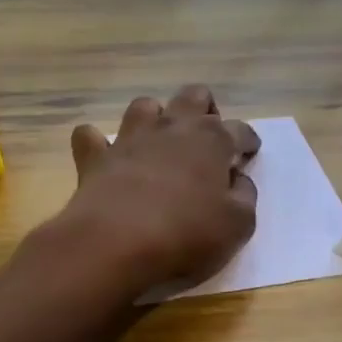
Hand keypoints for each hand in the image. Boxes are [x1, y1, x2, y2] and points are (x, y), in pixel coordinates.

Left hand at [38, 85, 258, 304]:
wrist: (115, 244)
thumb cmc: (186, 235)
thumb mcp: (237, 225)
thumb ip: (245, 197)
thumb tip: (238, 180)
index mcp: (212, 141)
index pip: (239, 129)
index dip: (248, 140)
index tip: (250, 153)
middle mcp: (172, 128)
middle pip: (193, 97)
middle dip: (205, 110)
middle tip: (208, 139)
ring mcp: (130, 139)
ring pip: (145, 106)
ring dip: (156, 118)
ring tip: (161, 142)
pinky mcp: (95, 158)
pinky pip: (91, 137)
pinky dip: (99, 143)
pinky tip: (106, 156)